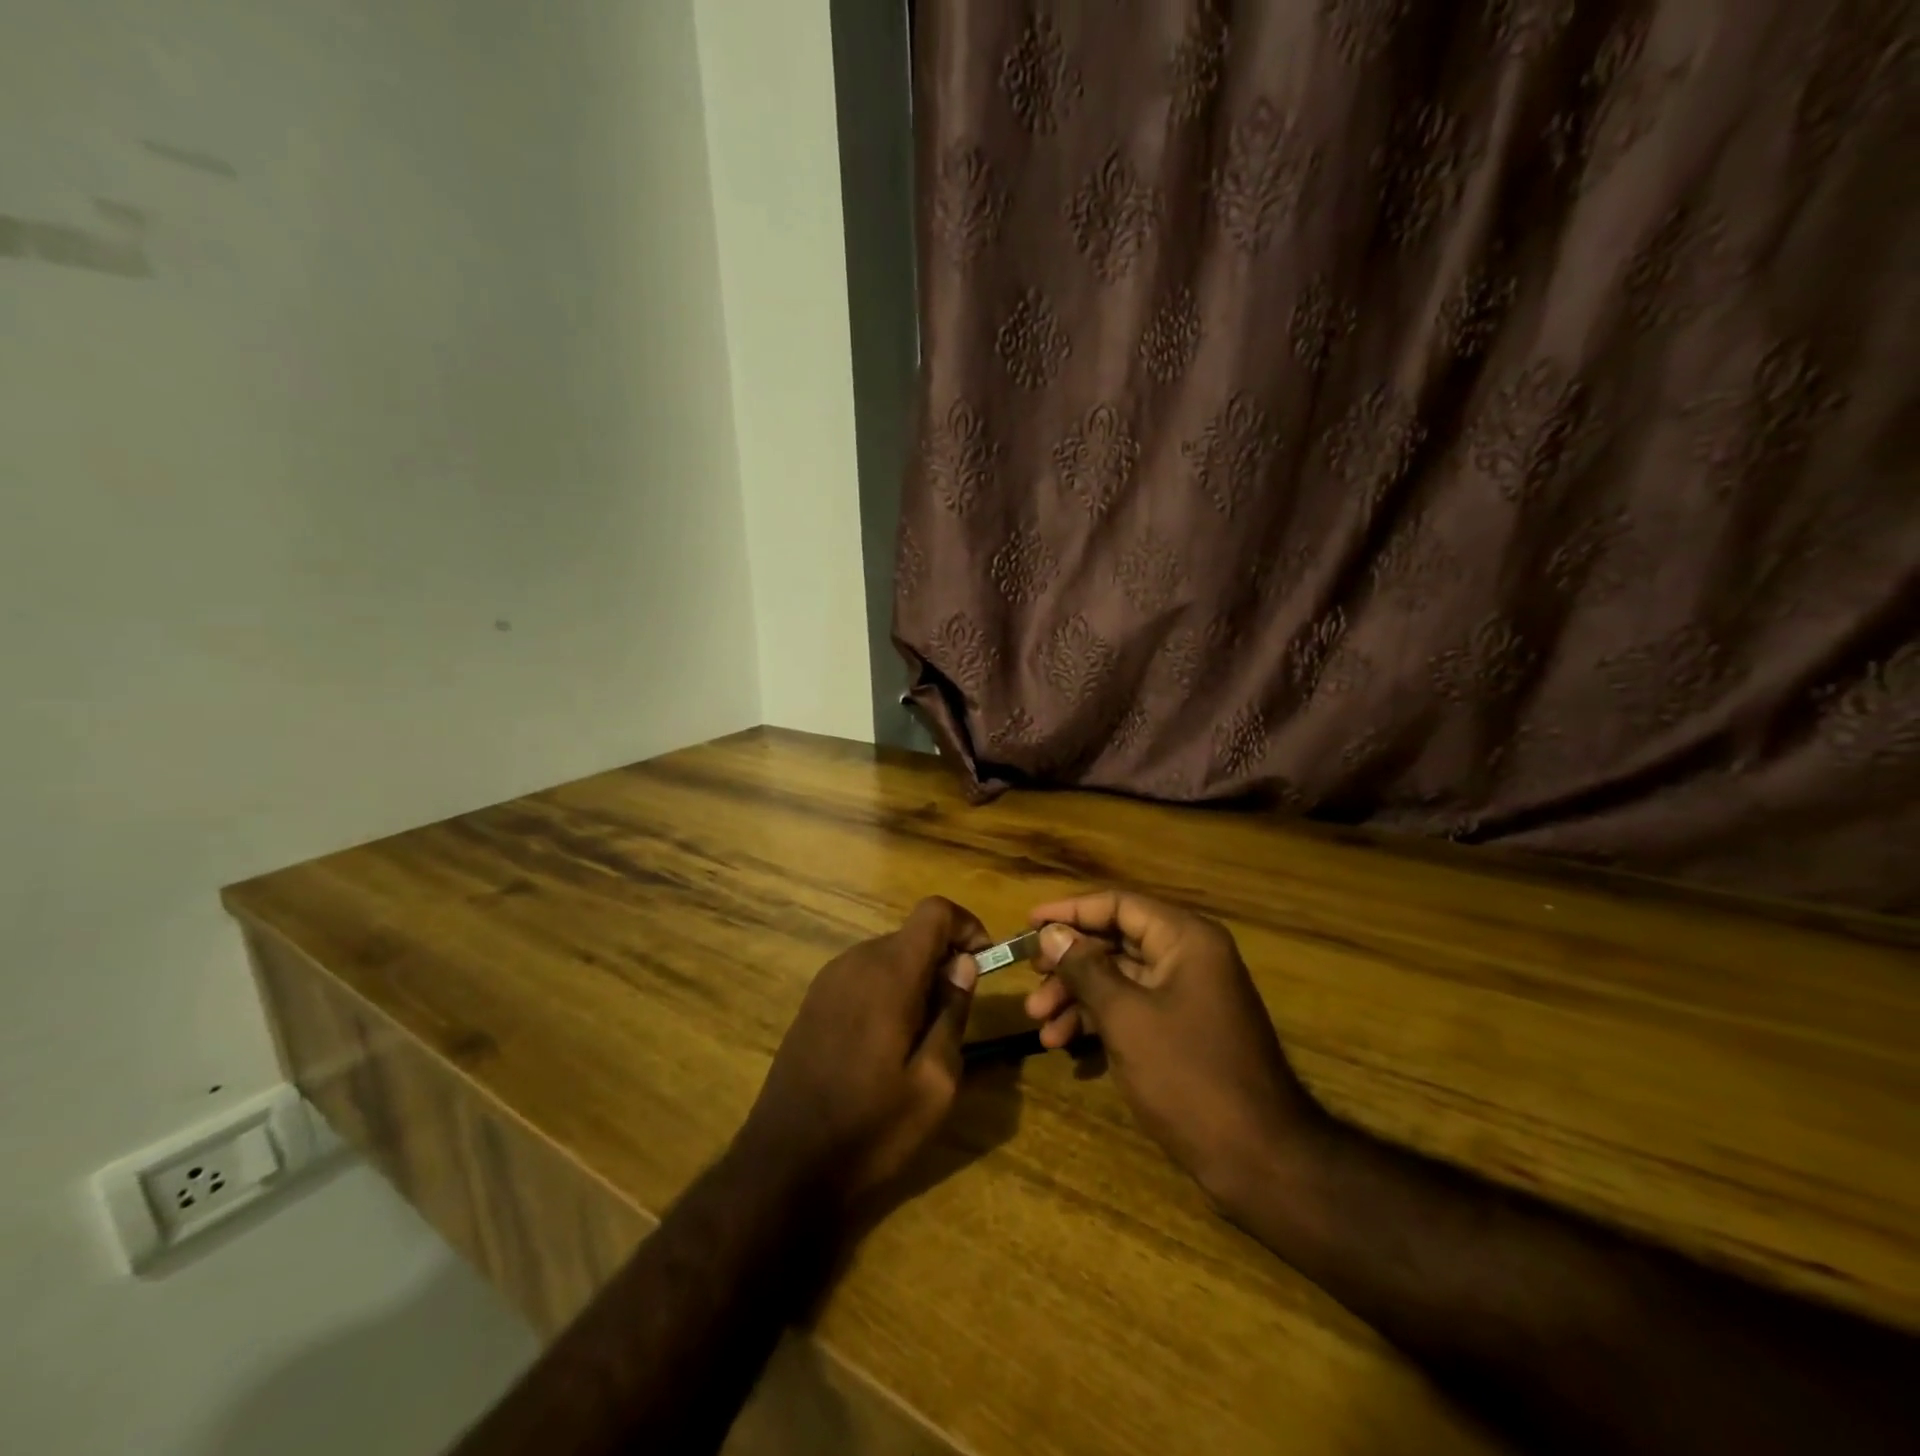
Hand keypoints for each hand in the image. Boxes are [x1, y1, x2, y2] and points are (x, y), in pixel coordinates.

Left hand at [739, 896, 989, 1208]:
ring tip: (923, 1036)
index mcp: (889, 973)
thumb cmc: (870, 1127)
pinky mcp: (814, 1000)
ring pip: (889, 955)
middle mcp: (856, 961)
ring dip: (917, 978)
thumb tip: (964, 965)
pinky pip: (864, 975)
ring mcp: (829, 979)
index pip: (934, 911)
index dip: (966, 926)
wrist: (785, 1164)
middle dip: (944, 960)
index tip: (983, 965)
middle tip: (957, 1015)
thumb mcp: (934, 1083)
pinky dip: (889, 989)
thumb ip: (953, 1013)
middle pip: (913, 934)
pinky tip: (886, 1042)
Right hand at [1024, 891, 1329, 1207]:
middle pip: (1115, 941)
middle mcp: (1188, 956)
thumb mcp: (1126, 1017)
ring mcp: (1187, 994)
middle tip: (1030, 982)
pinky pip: (1132, 1008)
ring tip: (1038, 1024)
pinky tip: (1063, 1043)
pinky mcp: (1182, 1029)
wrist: (1258, 1159)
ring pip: (1119, 978)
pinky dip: (1098, 1020)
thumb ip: (1085, 969)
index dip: (1069, 912)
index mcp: (1185, 939)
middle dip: (1068, 964)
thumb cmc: (1188, 1075)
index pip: (1118, 905)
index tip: (1027, 925)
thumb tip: (1051, 932)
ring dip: (1076, 996)